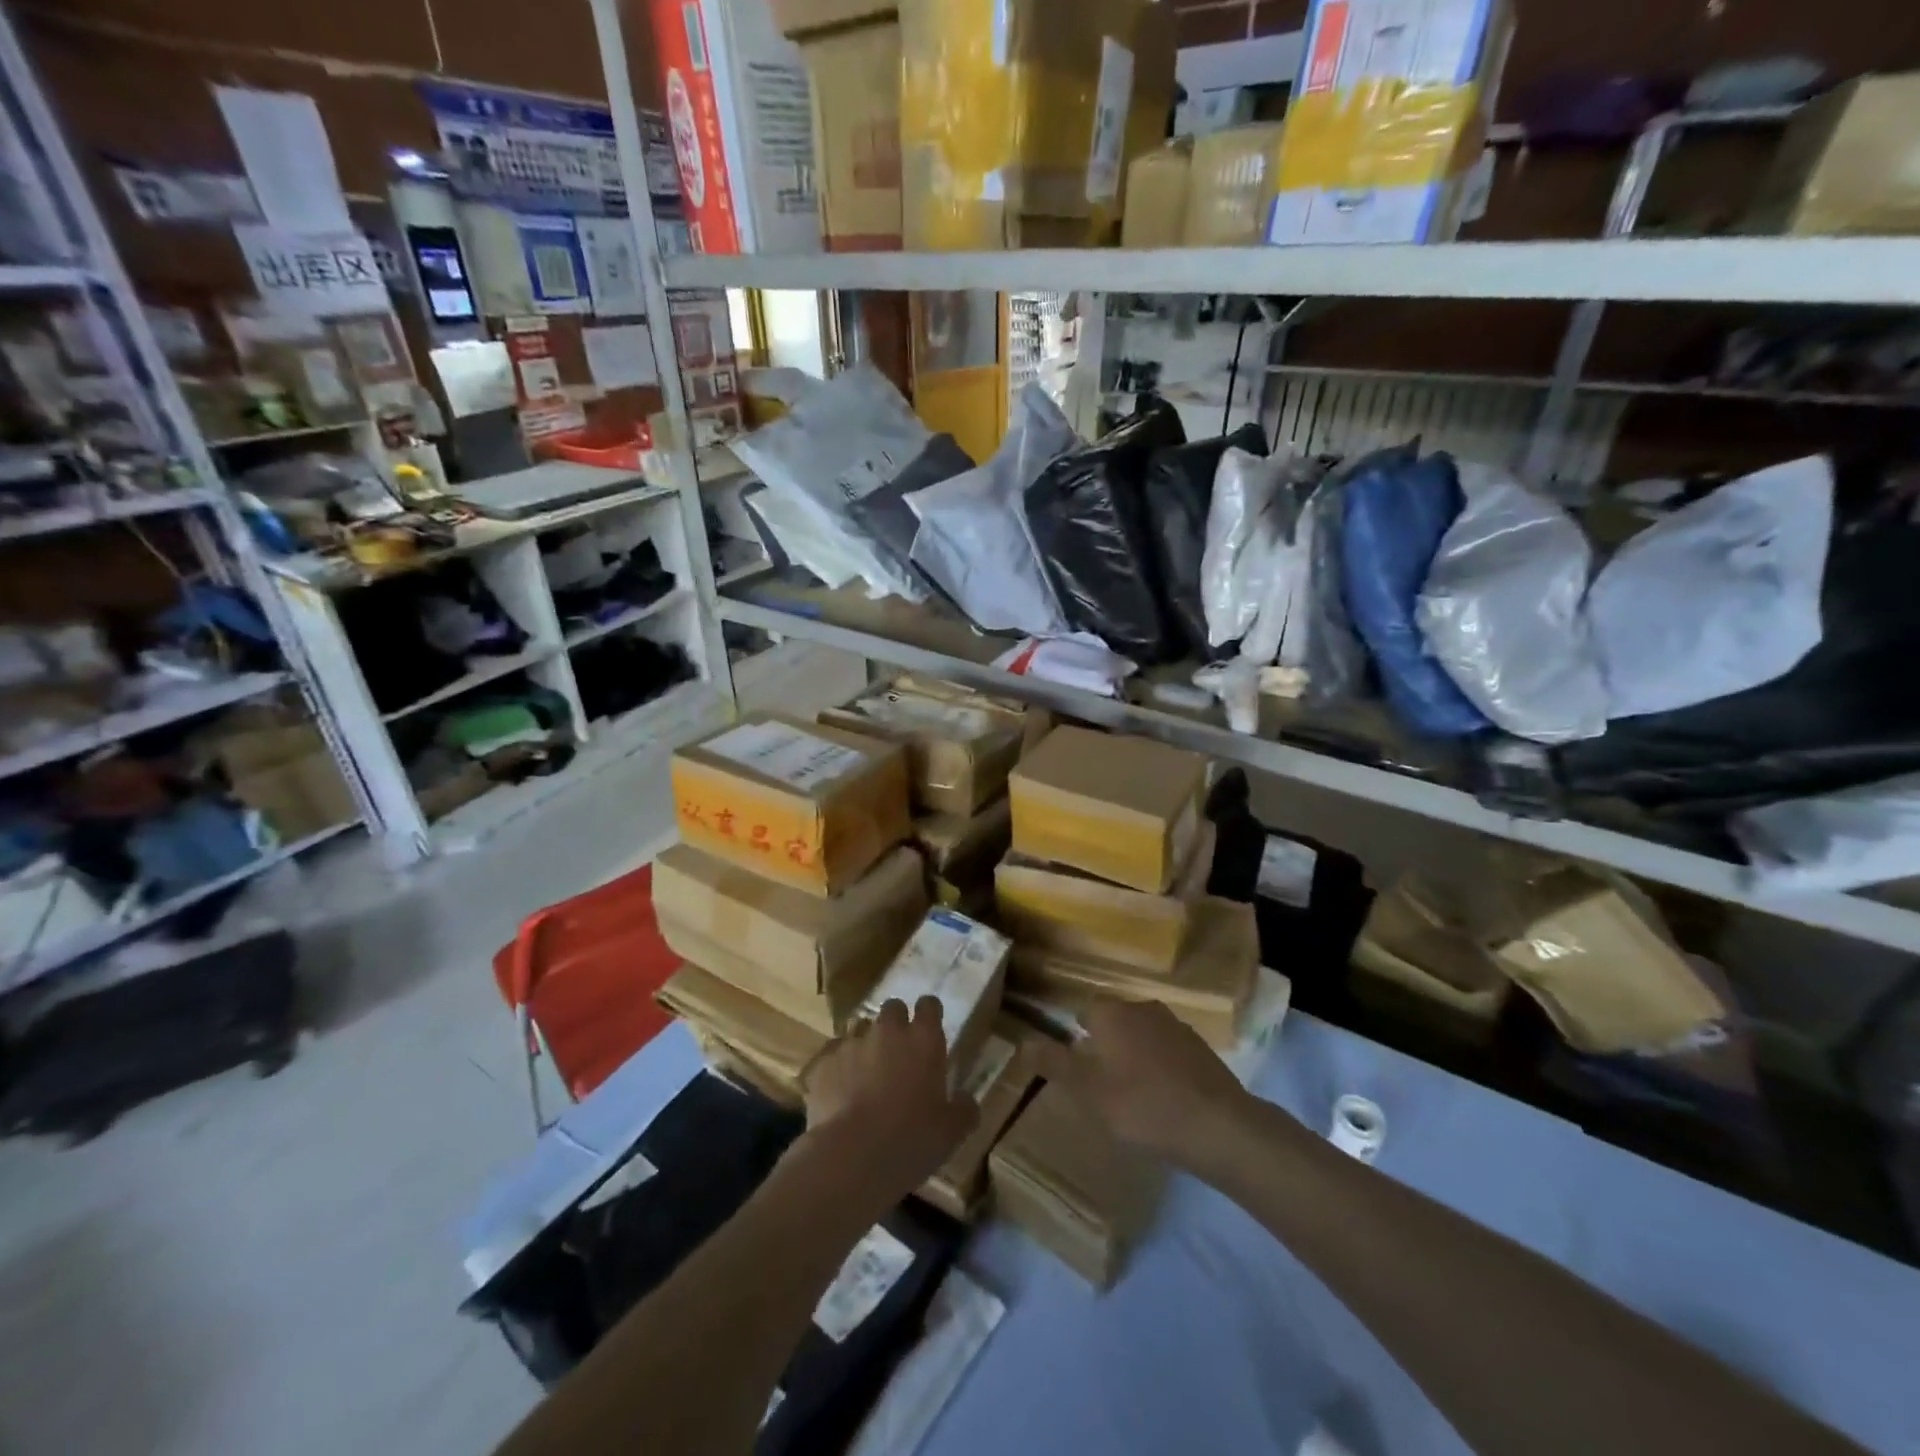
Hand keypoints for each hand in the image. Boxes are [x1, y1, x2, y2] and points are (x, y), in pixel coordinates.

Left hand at [800, 997, 978, 1204]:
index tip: (929, 1028)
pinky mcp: (824, 1061)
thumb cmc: (910, 1140)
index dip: (929, 1014)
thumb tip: (966, 1100)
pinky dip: (839, 1065)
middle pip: (893, 1008)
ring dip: (866, 1043)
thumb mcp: (951, 1133)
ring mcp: (852, 1042)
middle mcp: (888, 1031)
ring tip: (866, 1072)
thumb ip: (963, 1110)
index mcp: (923, 1039)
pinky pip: (833, 1053)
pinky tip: (840, 1089)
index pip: (929, 1005)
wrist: (851, 1157)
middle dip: (896, 1024)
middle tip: (898, 1052)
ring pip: (861, 1028)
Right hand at [1031, 998, 1250, 1166]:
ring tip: (1132, 1094)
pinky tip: (1164, 1098)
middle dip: (1105, 1045)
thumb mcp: (1087, 1090)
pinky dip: (1161, 1067)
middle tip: (1100, 1084)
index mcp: (1112, 1013)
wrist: (1217, 1125)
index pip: (1084, 1010)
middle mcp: (1143, 1008)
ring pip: (1143, 1035)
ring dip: (1134, 1055)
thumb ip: (1054, 1064)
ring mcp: (1176, 1026)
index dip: (1076, 1036)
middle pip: (1114, 1021)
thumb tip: (1022, 1042)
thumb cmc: (1142, 1105)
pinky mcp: (1201, 1048)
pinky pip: (1168, 1051)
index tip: (1075, 1065)